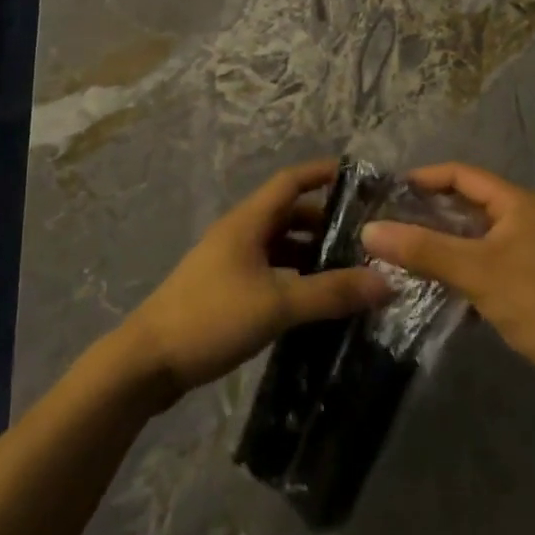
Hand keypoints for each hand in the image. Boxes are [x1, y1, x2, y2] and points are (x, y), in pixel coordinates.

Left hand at [121, 159, 390, 397]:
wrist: (148, 361)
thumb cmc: (212, 317)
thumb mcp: (277, 304)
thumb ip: (330, 292)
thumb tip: (386, 281)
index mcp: (248, 221)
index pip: (290, 181)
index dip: (322, 173)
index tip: (359, 176)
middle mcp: (239, 233)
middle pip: (287, 213)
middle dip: (325, 220)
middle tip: (366, 235)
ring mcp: (229, 261)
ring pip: (278, 244)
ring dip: (310, 252)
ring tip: (349, 269)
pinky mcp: (224, 289)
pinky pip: (269, 269)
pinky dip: (294, 275)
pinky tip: (314, 298)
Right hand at [360, 162, 534, 395]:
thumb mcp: (474, 271)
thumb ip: (422, 248)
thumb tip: (370, 230)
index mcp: (519, 203)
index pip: (463, 175)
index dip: (426, 178)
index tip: (391, 190)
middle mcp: (526, 217)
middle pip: (468, 202)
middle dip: (429, 210)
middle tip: (391, 220)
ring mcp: (529, 248)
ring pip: (474, 233)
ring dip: (442, 240)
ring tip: (404, 247)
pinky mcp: (528, 277)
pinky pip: (484, 258)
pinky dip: (459, 262)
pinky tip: (433, 278)